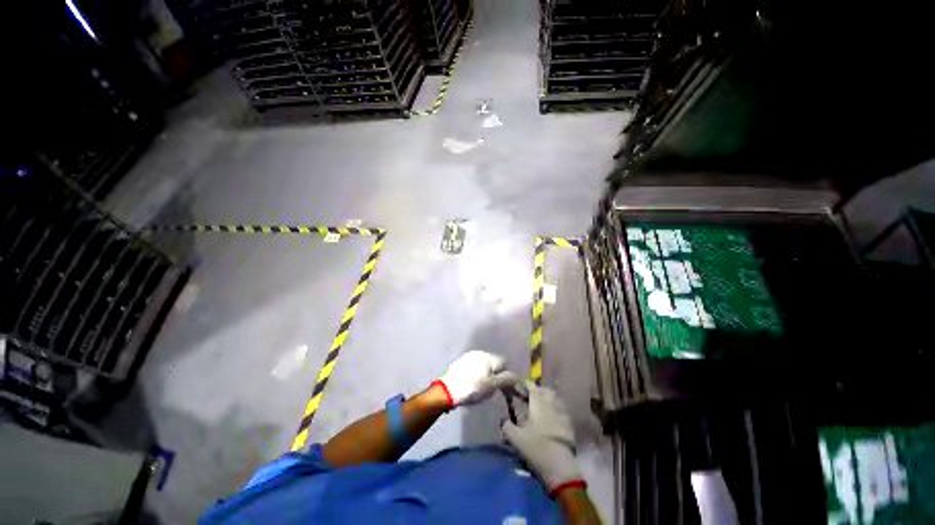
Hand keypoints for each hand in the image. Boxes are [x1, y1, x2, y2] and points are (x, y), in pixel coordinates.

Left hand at [434, 351, 518, 407]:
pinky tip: (471, 385)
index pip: (503, 363)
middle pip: (493, 363)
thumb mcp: (492, 386)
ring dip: (485, 375)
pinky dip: (475, 375)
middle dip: (495, 375)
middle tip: (492, 390)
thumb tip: (516, 377)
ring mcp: (467, 357)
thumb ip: (506, 380)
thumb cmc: (472, 388)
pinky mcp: (459, 363)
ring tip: (480, 389)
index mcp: (488, 357)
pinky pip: (473, 368)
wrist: (447, 391)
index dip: (506, 376)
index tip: (503, 389)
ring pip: (483, 365)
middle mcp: (479, 353)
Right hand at [502, 382, 584, 495]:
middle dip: (538, 390)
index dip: (526, 384)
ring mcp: (562, 414)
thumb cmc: (536, 448)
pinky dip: (555, 411)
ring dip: (548, 399)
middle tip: (530, 396)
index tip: (520, 385)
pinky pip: (561, 411)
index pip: (532, 387)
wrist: (560, 467)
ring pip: (555, 399)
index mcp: (538, 403)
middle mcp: (551, 404)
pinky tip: (551, 420)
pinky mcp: (569, 426)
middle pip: (546, 390)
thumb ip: (507, 426)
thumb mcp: (516, 438)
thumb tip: (503, 420)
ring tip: (540, 407)